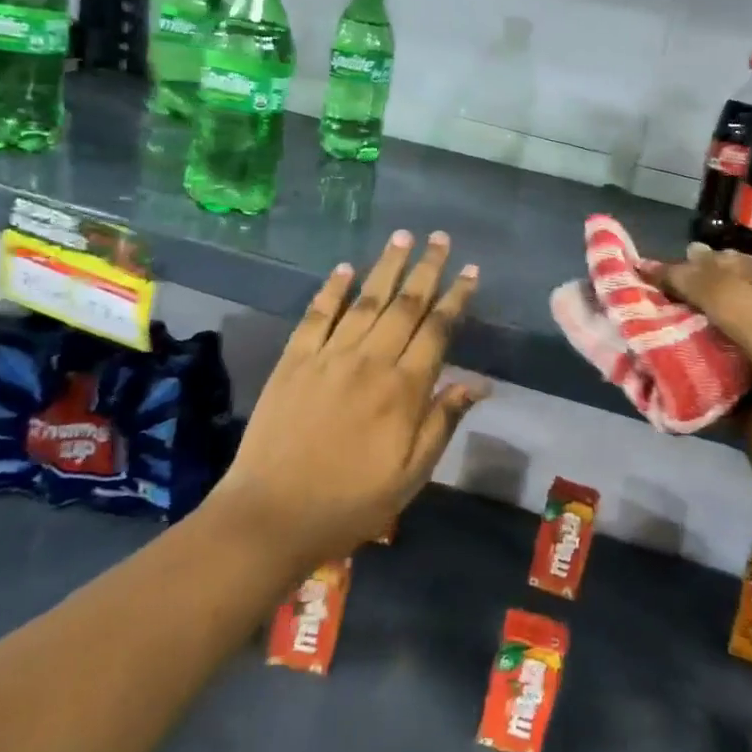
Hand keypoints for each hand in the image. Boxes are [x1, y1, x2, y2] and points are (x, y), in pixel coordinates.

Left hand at [216, 230, 486, 570]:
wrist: (272, 515)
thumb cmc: (351, 501)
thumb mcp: (411, 474)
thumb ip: (443, 422)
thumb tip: (478, 383)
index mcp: (404, 389)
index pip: (437, 330)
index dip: (457, 298)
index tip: (471, 271)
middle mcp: (370, 361)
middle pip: (405, 304)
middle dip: (426, 268)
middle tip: (440, 237)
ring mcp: (329, 356)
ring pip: (365, 300)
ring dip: (386, 266)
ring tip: (402, 237)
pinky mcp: (295, 360)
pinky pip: (317, 315)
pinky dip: (332, 289)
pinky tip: (344, 268)